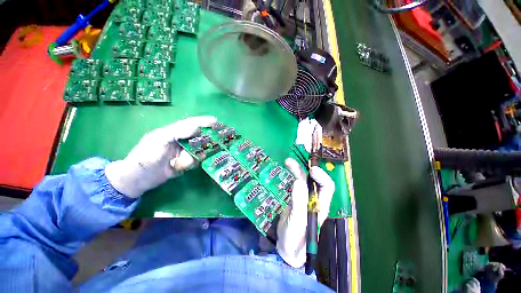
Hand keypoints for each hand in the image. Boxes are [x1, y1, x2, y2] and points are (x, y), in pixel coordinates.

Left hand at [105, 116, 216, 197]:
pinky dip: (192, 163)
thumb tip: (195, 128)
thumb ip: (177, 132)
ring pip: (197, 150)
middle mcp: (179, 141)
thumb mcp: (159, 140)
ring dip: (194, 156)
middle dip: (205, 139)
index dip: (202, 121)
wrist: (137, 179)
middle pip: (197, 137)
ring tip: (184, 162)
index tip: (215, 120)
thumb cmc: (145, 156)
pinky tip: (182, 168)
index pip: (190, 124)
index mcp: (172, 132)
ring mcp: (182, 152)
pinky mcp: (183, 162)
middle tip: (214, 142)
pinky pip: (194, 160)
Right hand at [276, 158, 334, 267]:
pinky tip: (287, 169)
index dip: (321, 176)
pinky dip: (292, 175)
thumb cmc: (296, 239)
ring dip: (297, 169)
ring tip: (287, 162)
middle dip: (306, 168)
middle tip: (293, 161)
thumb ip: (298, 203)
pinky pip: (296, 183)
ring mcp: (305, 198)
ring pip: (303, 179)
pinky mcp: (295, 198)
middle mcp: (315, 199)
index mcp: (321, 205)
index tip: (311, 169)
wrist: (287, 247)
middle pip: (313, 179)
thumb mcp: (297, 222)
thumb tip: (298, 182)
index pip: (327, 187)